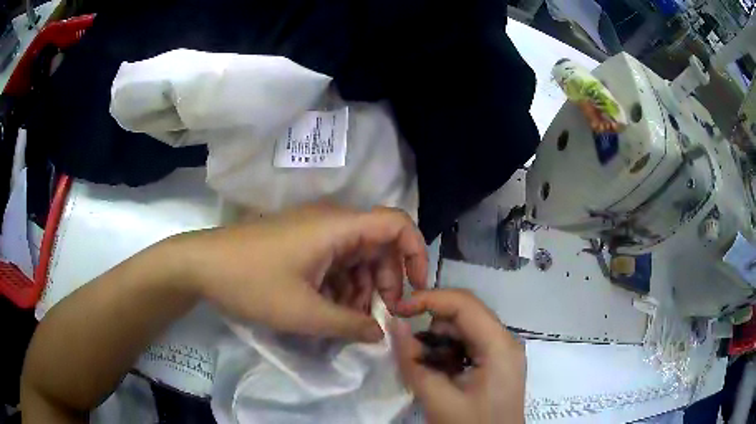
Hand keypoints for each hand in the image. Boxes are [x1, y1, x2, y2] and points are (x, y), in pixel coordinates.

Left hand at [169, 204, 427, 341]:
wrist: (201, 265)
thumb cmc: (251, 283)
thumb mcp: (304, 313)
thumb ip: (349, 326)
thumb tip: (380, 334)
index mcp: (337, 227)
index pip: (396, 223)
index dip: (416, 253)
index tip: (416, 288)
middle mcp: (331, 222)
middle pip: (378, 244)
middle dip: (386, 280)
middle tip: (380, 314)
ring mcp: (314, 232)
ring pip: (356, 256)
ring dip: (361, 287)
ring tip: (348, 318)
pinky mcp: (300, 243)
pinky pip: (335, 261)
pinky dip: (340, 284)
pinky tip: (329, 308)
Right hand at [392, 289, 525, 423]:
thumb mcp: (438, 398)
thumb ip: (413, 362)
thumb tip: (394, 325)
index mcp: (499, 345)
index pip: (464, 304)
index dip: (428, 300)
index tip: (397, 310)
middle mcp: (505, 341)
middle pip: (464, 315)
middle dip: (431, 327)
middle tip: (409, 349)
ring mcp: (502, 351)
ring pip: (464, 329)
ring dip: (438, 342)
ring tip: (426, 368)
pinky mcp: (496, 362)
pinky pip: (468, 345)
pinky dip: (448, 353)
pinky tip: (440, 373)